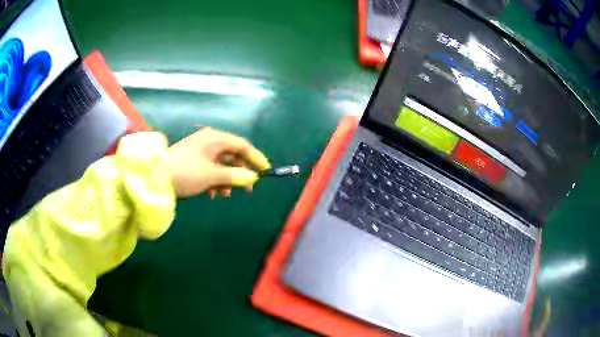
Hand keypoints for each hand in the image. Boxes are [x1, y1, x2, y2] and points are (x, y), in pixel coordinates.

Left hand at [167, 127, 270, 198]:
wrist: (155, 178)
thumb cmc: (186, 173)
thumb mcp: (212, 176)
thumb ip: (235, 176)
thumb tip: (253, 178)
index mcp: (215, 138)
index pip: (242, 145)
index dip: (256, 158)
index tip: (265, 172)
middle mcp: (209, 141)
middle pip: (232, 155)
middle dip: (240, 173)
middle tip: (248, 189)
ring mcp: (200, 150)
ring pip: (221, 164)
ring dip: (226, 179)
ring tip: (225, 195)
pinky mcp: (193, 160)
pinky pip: (210, 168)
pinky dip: (215, 180)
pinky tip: (211, 193)